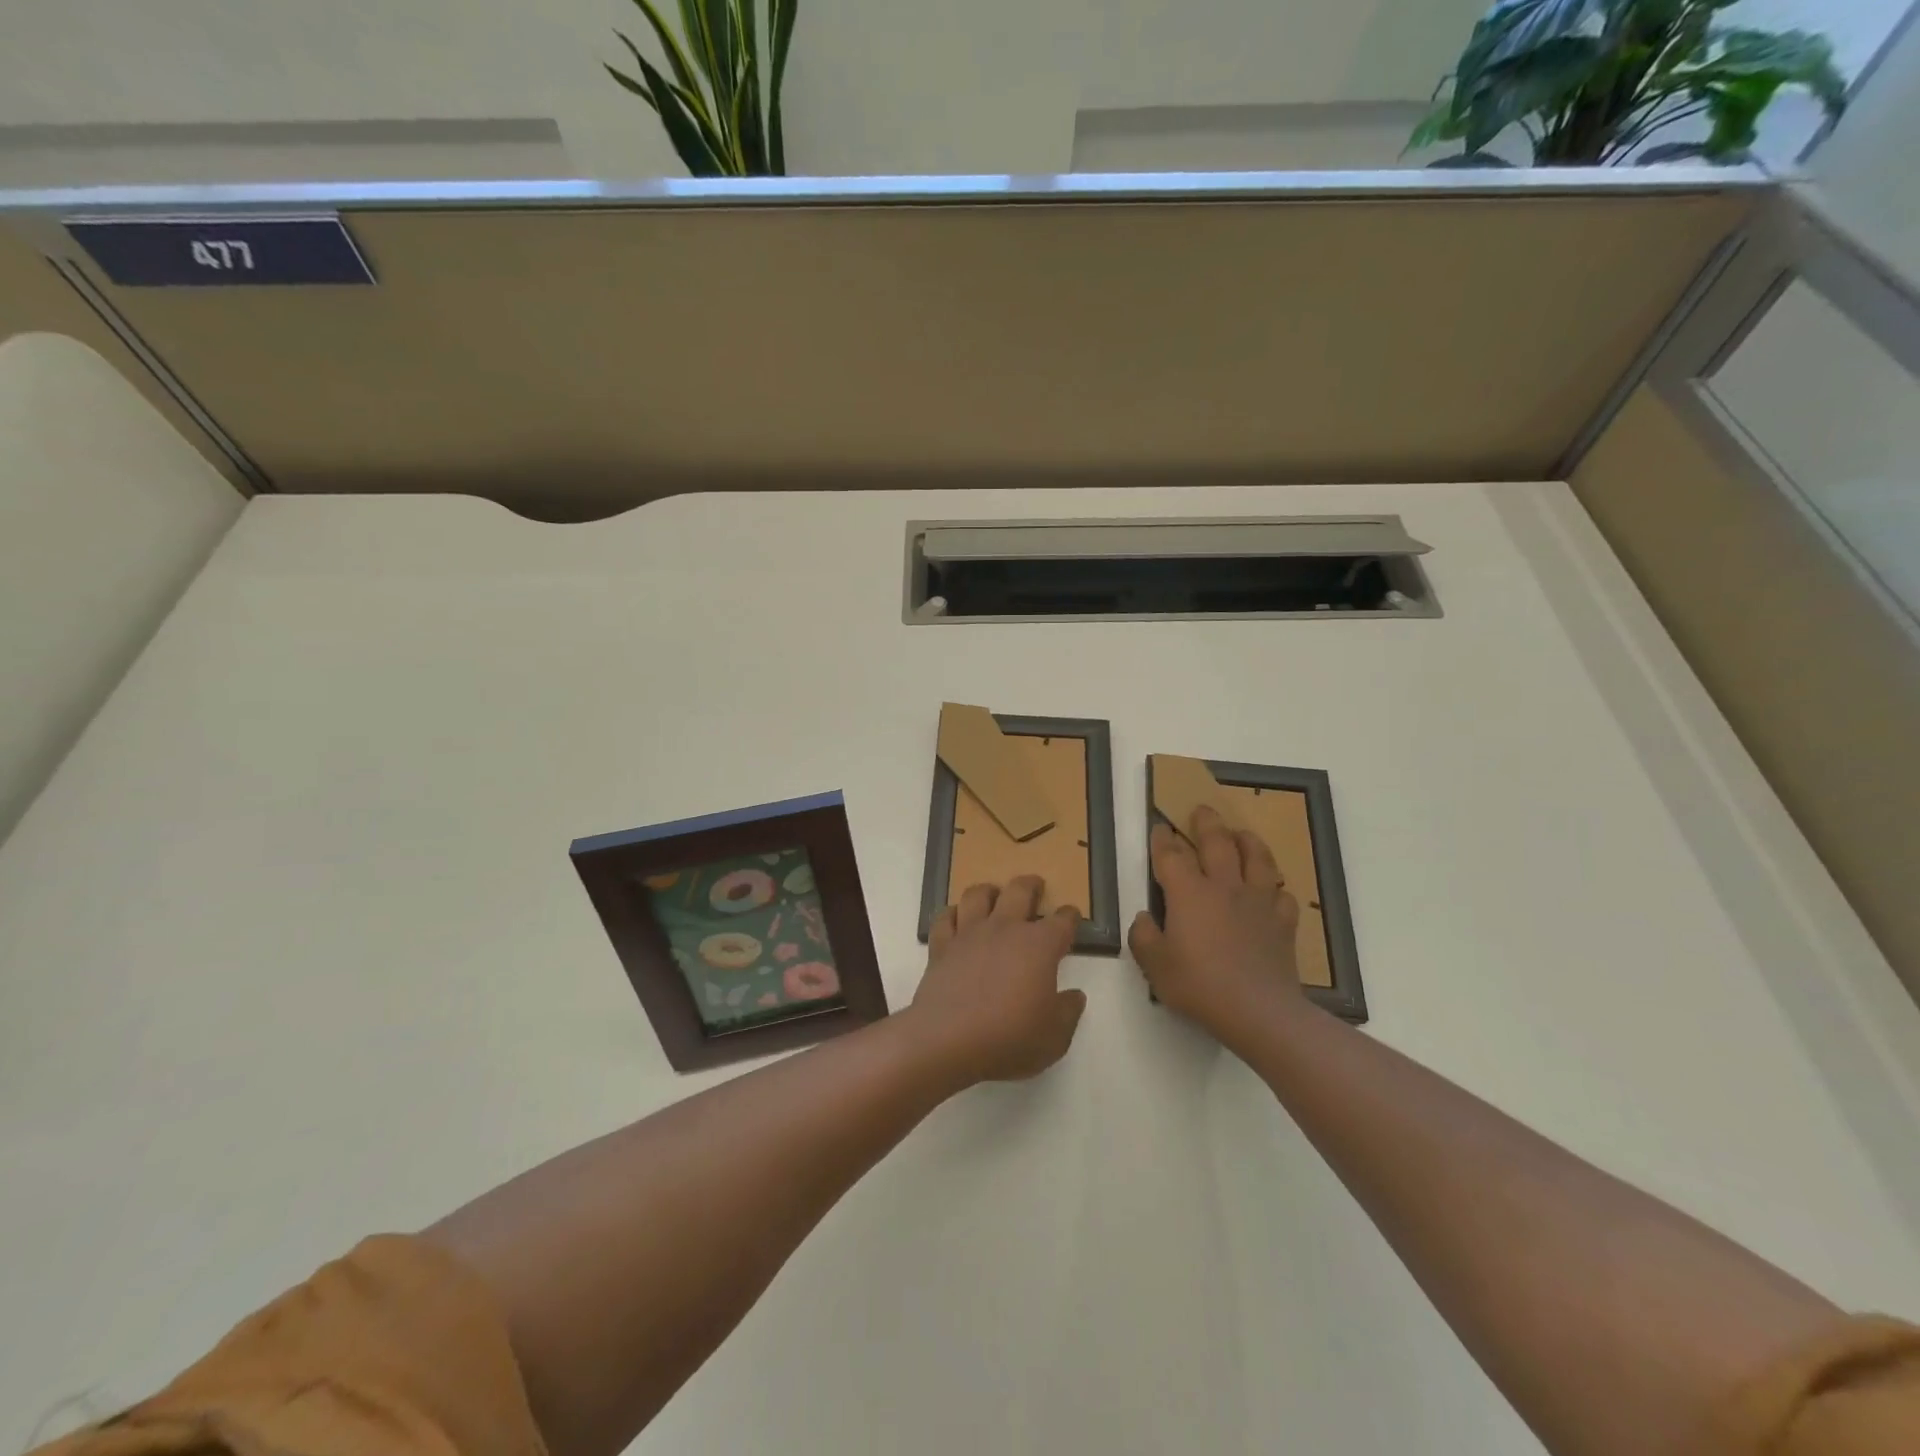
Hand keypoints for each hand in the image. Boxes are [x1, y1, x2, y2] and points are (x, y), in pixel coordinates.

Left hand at [902, 876, 1086, 1085]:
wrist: (947, 1041)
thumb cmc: (1008, 1038)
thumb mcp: (1054, 1037)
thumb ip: (1068, 1012)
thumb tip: (1075, 995)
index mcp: (1039, 946)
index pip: (1062, 921)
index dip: (1070, 917)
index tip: (1072, 917)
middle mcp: (1005, 929)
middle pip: (1019, 891)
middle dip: (1031, 885)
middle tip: (1036, 886)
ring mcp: (969, 934)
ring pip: (978, 895)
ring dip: (989, 890)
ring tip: (993, 894)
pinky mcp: (941, 947)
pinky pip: (945, 919)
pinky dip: (952, 914)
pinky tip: (956, 919)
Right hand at [1129, 805, 1303, 1046]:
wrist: (1259, 1011)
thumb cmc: (1199, 986)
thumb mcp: (1155, 966)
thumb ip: (1144, 937)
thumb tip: (1146, 918)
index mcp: (1188, 893)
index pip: (1171, 855)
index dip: (1163, 839)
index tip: (1159, 826)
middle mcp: (1224, 887)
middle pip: (1217, 842)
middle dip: (1207, 822)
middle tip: (1202, 809)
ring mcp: (1258, 902)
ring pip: (1257, 858)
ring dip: (1248, 841)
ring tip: (1242, 833)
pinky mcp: (1283, 922)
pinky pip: (1282, 895)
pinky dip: (1275, 888)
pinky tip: (1271, 891)